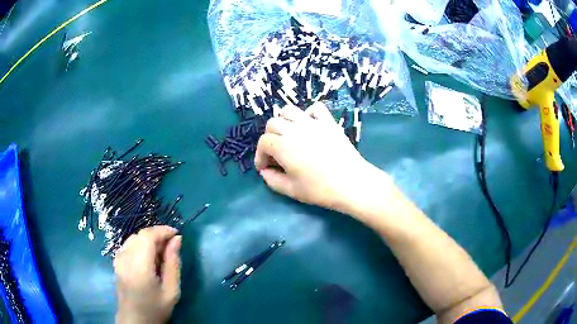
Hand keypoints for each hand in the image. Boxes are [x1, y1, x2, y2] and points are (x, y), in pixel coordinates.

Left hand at [114, 226, 181, 323]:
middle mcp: (125, 258)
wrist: (135, 320)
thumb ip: (173, 263)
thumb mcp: (171, 290)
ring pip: (133, 238)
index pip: (147, 236)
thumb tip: (177, 240)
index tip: (176, 234)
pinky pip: (128, 245)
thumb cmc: (155, 308)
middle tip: (171, 246)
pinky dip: (139, 245)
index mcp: (139, 266)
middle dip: (157, 235)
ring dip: (148, 240)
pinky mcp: (116, 263)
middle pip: (140, 235)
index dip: (162, 230)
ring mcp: (118, 260)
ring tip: (160, 253)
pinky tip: (147, 258)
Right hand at [255, 103, 389, 213]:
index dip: (260, 155)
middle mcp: (294, 129)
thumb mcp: (292, 190)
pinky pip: (315, 108)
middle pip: (272, 123)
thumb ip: (273, 180)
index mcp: (282, 146)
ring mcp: (312, 123)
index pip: (263, 142)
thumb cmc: (320, 189)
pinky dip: (308, 114)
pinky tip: (309, 126)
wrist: (352, 183)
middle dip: (269, 138)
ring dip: (284, 121)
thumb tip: (265, 172)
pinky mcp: (328, 122)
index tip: (265, 167)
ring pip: (289, 110)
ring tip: (289, 136)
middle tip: (276, 154)